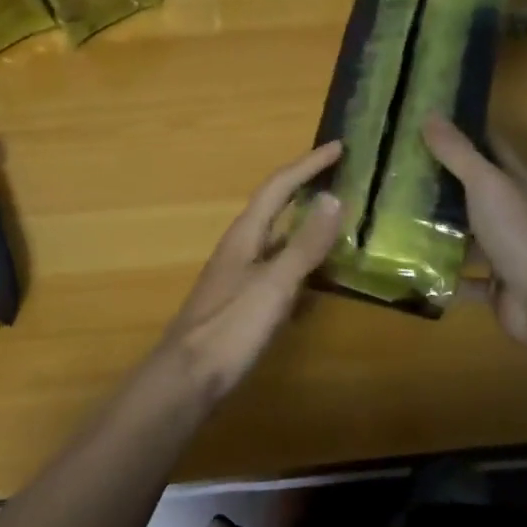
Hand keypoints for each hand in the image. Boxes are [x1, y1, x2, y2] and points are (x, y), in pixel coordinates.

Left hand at [158, 141, 343, 400]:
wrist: (187, 378)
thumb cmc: (230, 328)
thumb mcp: (274, 284)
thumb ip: (304, 244)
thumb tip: (333, 198)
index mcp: (246, 235)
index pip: (279, 186)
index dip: (308, 164)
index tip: (339, 147)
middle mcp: (240, 247)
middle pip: (275, 207)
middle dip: (305, 188)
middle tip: (339, 178)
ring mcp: (239, 276)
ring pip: (277, 239)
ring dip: (305, 226)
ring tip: (336, 223)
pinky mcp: (242, 302)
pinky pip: (278, 271)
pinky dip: (301, 265)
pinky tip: (317, 282)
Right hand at [422, 115, 526, 348]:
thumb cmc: (519, 232)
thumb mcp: (485, 183)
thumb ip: (458, 152)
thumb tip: (431, 113)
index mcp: (519, 184)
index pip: (492, 149)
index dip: (465, 135)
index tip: (428, 126)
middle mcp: (517, 215)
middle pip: (478, 194)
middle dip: (444, 185)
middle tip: (400, 174)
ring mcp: (510, 253)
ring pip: (471, 237)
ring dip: (442, 232)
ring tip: (398, 220)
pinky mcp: (499, 287)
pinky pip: (466, 280)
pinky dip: (444, 277)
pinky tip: (414, 270)